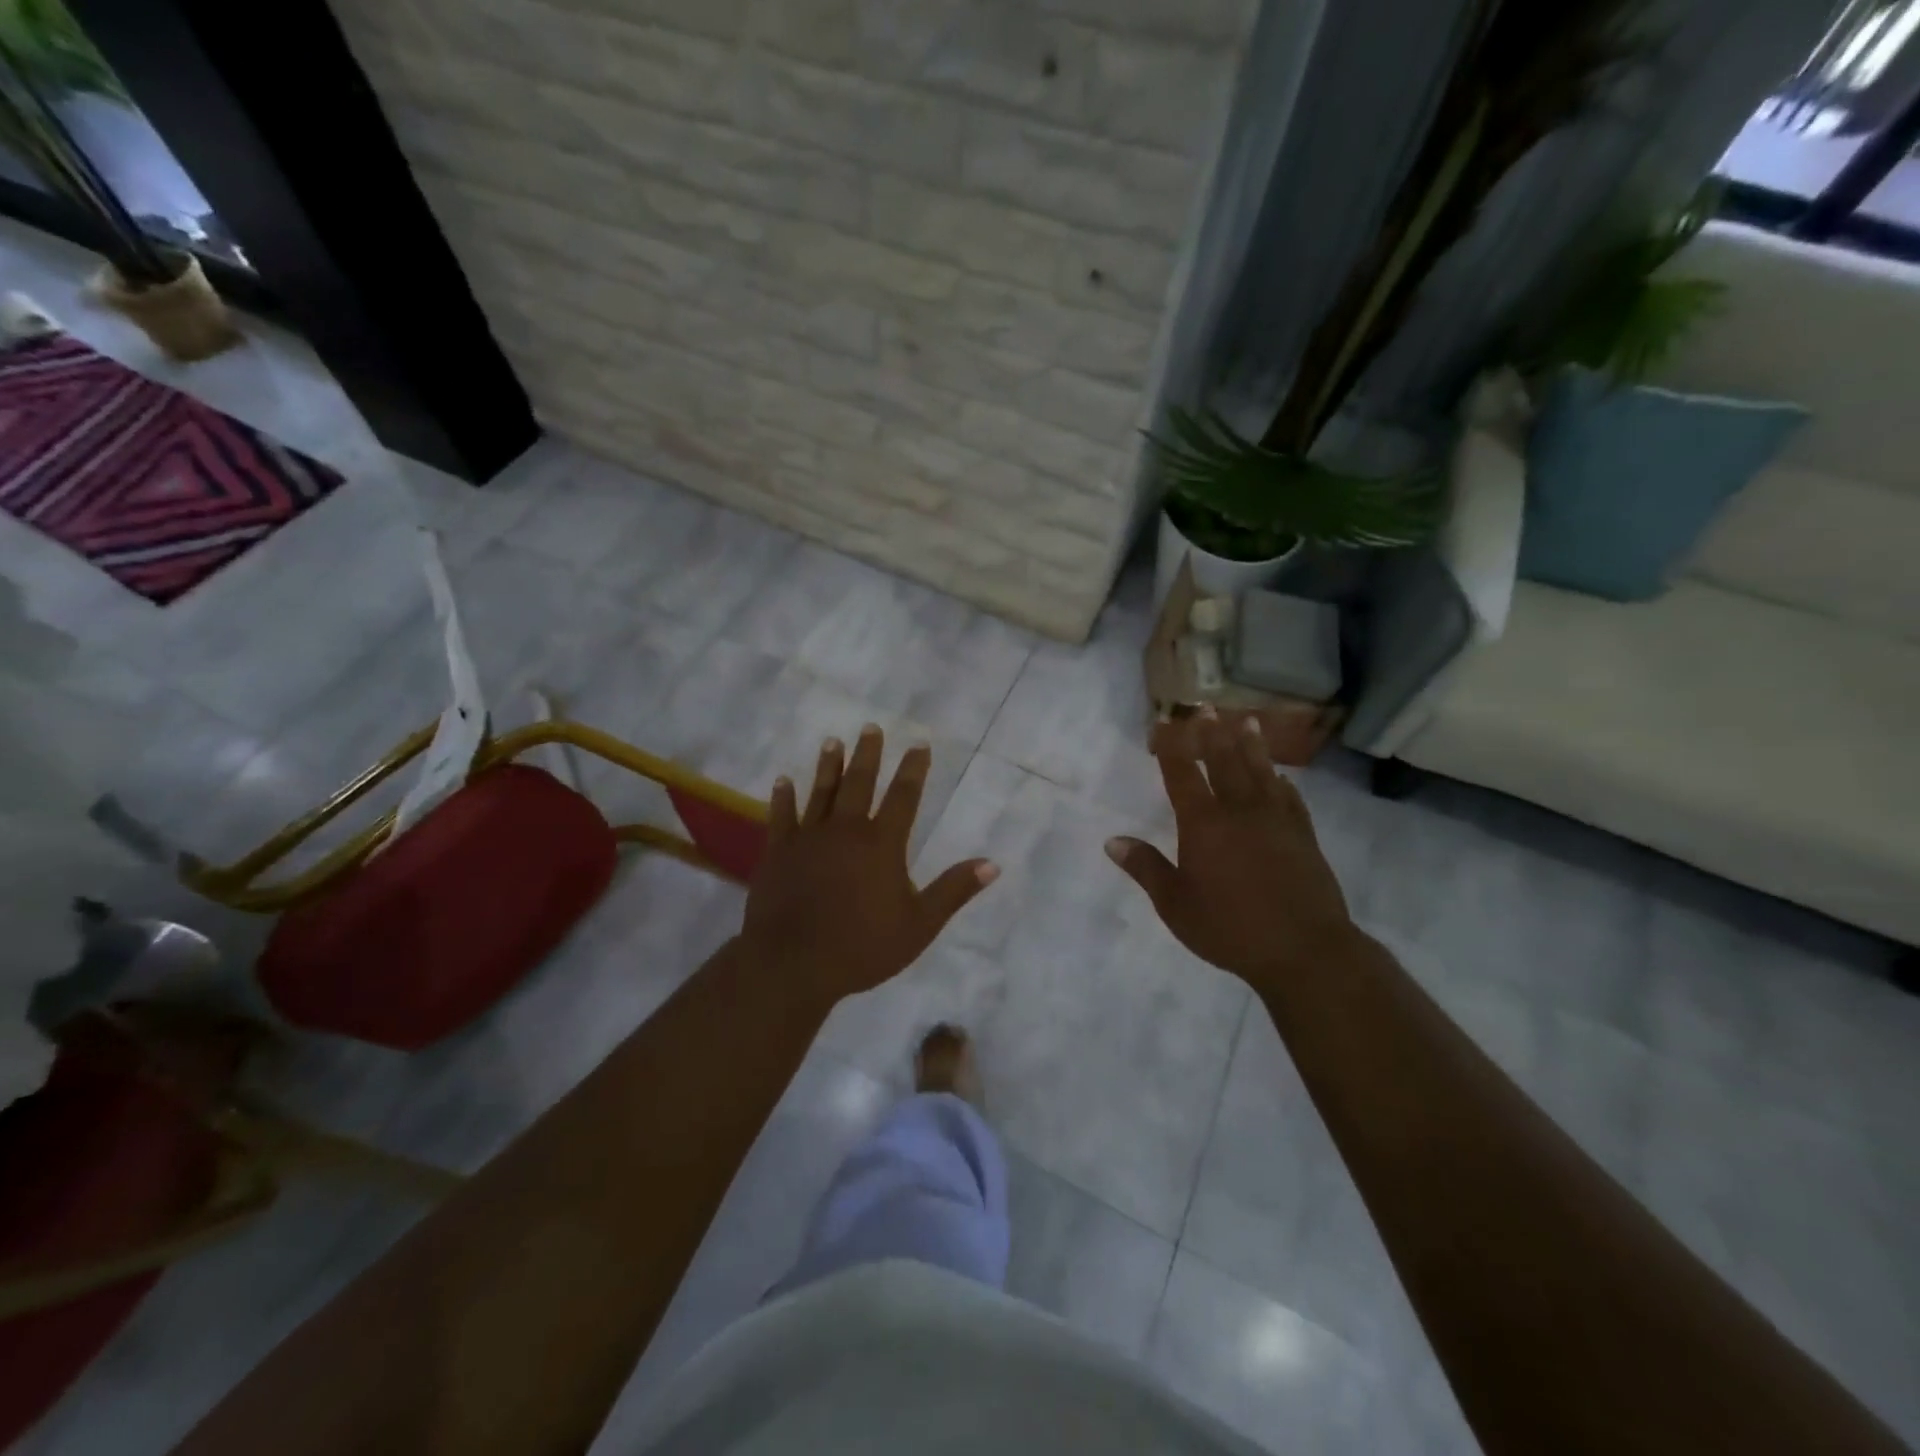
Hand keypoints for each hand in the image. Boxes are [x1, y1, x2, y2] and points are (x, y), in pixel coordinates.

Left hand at [739, 725, 998, 1006]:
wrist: (793, 964)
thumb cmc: (862, 946)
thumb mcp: (919, 925)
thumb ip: (953, 891)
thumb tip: (992, 864)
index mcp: (881, 844)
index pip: (903, 796)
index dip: (913, 769)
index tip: (919, 744)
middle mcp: (845, 830)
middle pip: (859, 783)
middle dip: (868, 754)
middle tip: (870, 728)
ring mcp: (808, 838)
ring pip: (821, 792)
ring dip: (828, 765)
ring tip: (833, 741)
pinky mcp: (778, 852)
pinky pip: (781, 817)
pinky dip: (782, 797)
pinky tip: (782, 781)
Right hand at [1106, 710, 1355, 991]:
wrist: (1304, 950)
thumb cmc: (1230, 928)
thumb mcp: (1175, 904)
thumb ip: (1146, 868)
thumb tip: (1113, 841)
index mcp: (1204, 824)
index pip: (1182, 774)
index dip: (1172, 745)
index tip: (1164, 721)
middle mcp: (1240, 811)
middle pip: (1224, 761)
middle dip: (1212, 733)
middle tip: (1206, 708)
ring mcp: (1276, 820)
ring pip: (1261, 771)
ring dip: (1251, 745)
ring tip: (1246, 721)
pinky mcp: (1304, 835)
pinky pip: (1291, 798)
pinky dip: (1282, 782)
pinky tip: (1281, 777)